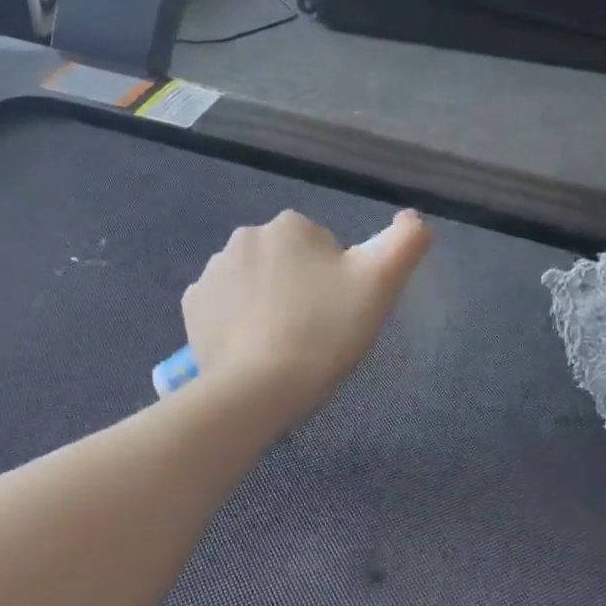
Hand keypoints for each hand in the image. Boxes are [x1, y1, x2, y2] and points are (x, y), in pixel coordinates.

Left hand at [183, 209, 431, 429]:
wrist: (261, 388)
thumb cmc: (326, 331)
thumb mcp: (380, 284)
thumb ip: (405, 242)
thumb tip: (414, 218)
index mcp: (291, 226)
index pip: (322, 246)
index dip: (336, 280)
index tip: (336, 314)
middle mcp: (245, 236)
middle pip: (286, 262)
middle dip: (299, 288)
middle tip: (314, 331)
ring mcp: (212, 271)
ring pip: (254, 283)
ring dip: (268, 303)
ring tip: (283, 345)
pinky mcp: (192, 306)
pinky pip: (223, 306)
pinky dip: (237, 322)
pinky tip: (252, 349)